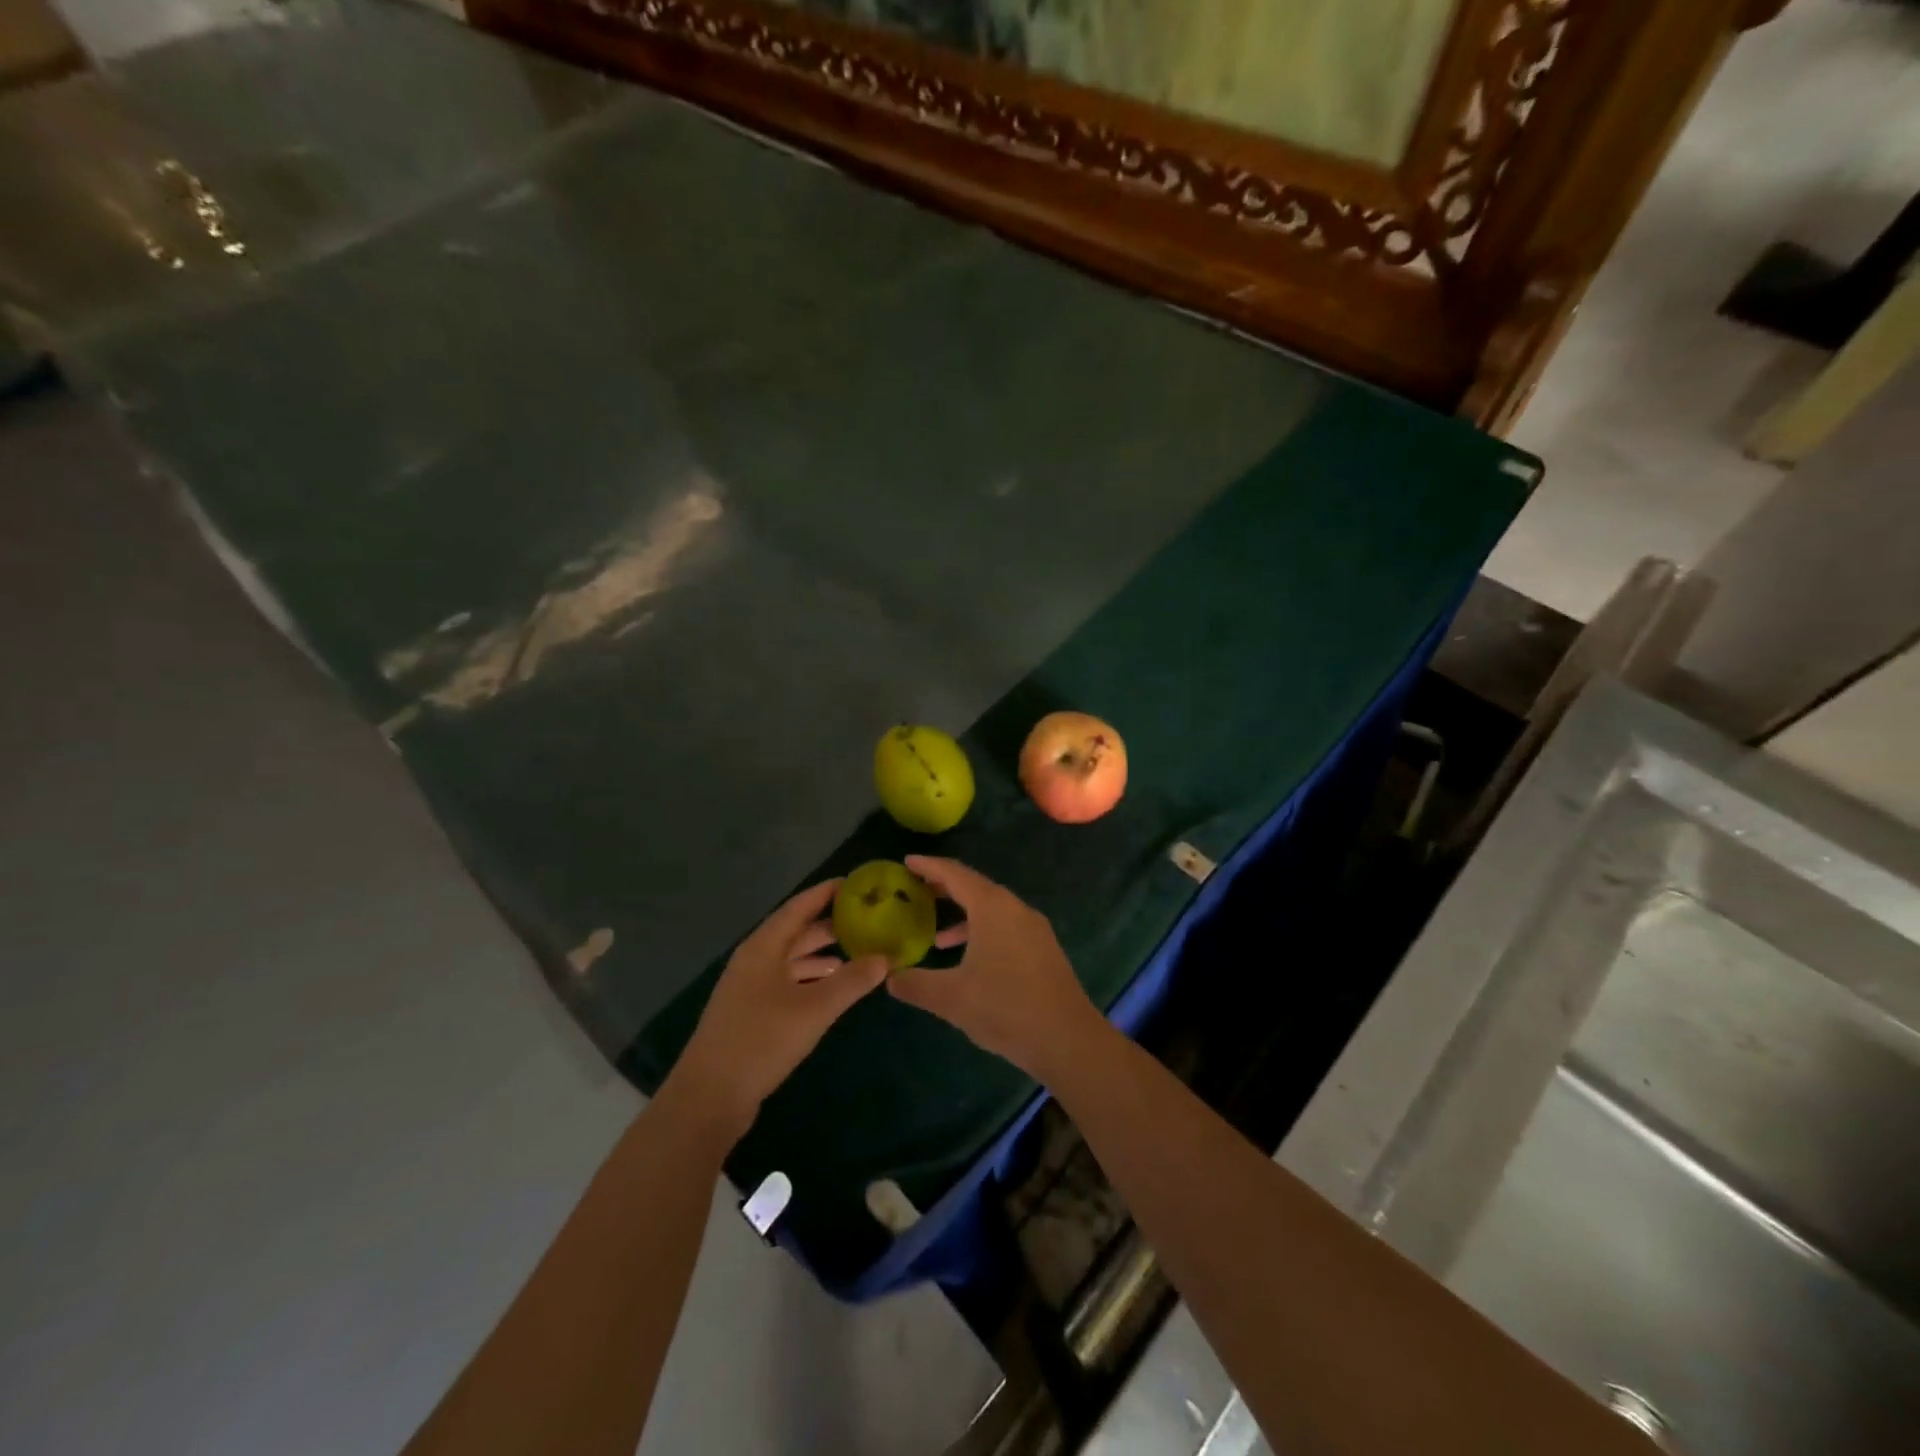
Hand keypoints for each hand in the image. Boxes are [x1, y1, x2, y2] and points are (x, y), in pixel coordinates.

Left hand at [665, 880, 888, 1140]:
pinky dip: (811, 978)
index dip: (827, 892)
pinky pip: (787, 981)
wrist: (709, 1097)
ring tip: (858, 951)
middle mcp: (754, 959)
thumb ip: (852, 981)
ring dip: (822, 953)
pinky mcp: (751, 1012)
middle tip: (867, 919)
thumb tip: (886, 958)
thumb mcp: (814, 1009)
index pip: (799, 906)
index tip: (858, 884)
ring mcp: (750, 987)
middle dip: (830, 924)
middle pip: (796, 931)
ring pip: (791, 958)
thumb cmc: (761, 1040)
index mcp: (763, 947)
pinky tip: (832, 987)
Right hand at [888, 856, 1105, 1082]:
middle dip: (945, 887)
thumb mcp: (951, 998)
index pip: (956, 874)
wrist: (1068, 1039)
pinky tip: (969, 960)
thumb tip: (889, 978)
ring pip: (992, 910)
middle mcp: (1015, 909)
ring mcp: (1034, 929)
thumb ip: (915, 984)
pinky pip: (1005, 927)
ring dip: (963, 915)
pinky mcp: (1043, 950)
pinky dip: (981, 932)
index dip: (929, 866)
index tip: (907, 861)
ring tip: (935, 934)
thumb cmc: (1006, 1008)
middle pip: (975, 887)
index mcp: (993, 908)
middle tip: (915, 889)